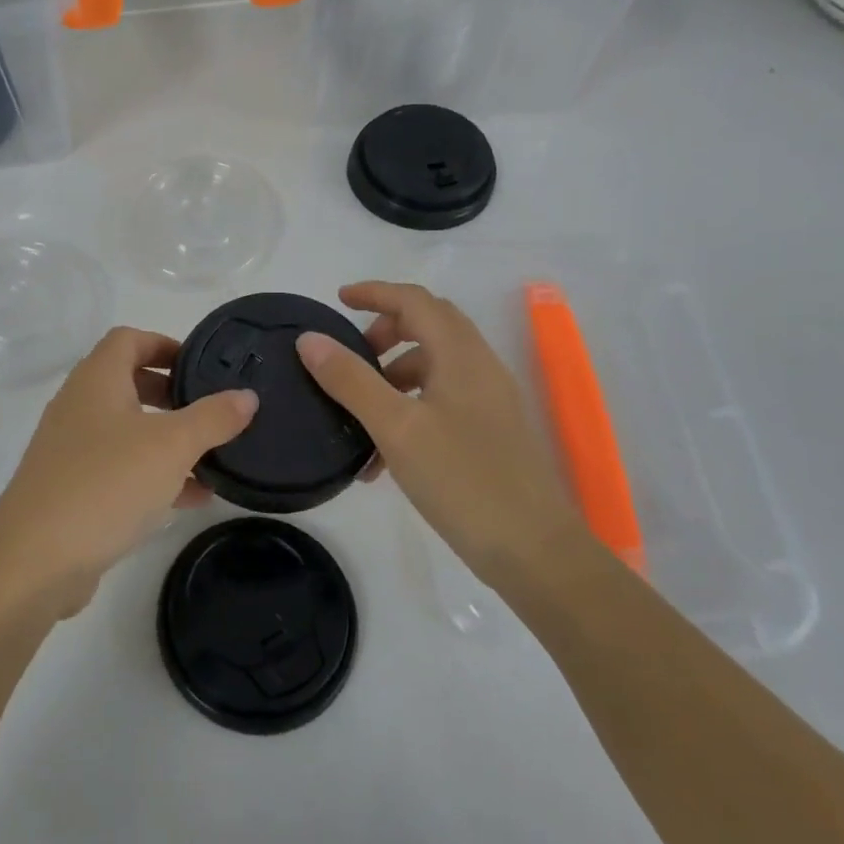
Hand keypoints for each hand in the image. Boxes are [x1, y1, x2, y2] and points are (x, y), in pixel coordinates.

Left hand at [0, 327, 257, 614]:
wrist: (34, 561)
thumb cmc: (106, 484)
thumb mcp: (170, 446)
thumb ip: (212, 418)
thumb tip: (247, 395)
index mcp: (96, 381)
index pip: (128, 339)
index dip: (165, 343)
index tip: (200, 366)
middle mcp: (78, 406)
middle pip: (127, 382)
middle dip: (170, 393)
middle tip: (208, 410)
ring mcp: (70, 449)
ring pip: (126, 430)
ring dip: (166, 439)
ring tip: (211, 456)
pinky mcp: (71, 489)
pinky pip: (119, 469)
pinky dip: (152, 474)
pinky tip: (191, 498)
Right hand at [295, 281, 580, 573]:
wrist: (533, 551)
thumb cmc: (462, 479)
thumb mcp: (396, 427)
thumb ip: (351, 380)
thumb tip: (310, 340)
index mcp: (461, 355)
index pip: (415, 300)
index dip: (375, 293)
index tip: (338, 300)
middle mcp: (479, 367)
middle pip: (428, 327)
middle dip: (384, 333)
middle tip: (349, 358)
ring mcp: (489, 400)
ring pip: (432, 367)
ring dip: (392, 378)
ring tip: (357, 418)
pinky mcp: (489, 432)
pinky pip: (441, 402)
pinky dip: (408, 410)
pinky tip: (382, 458)